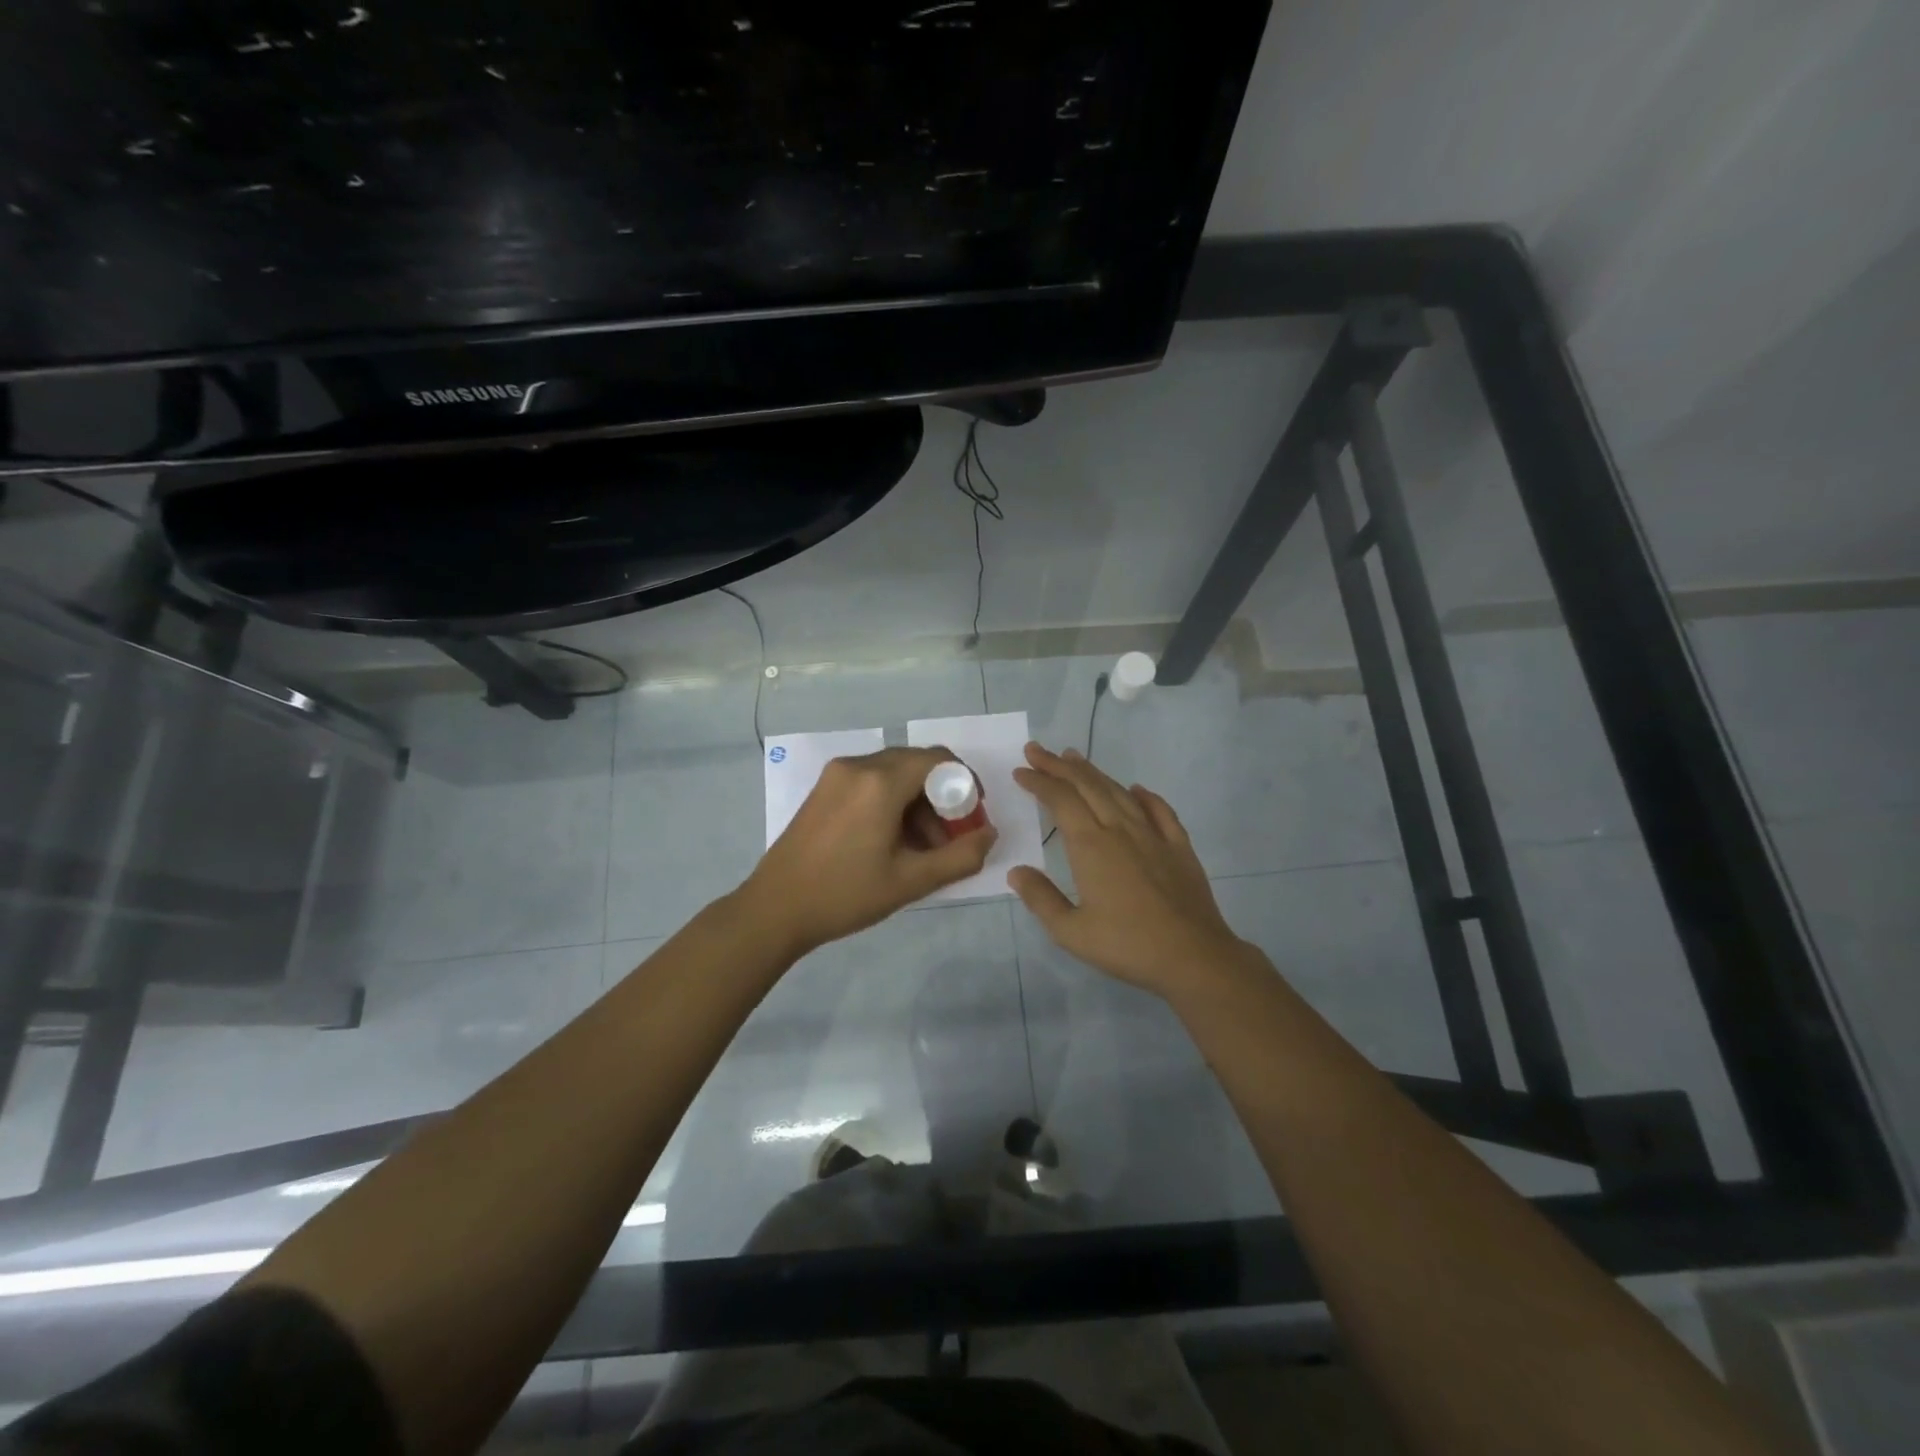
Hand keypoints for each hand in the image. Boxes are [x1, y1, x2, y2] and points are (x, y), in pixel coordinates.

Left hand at [739, 746, 995, 956]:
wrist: (775, 909)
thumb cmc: (845, 894)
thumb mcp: (911, 881)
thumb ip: (960, 856)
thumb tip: (989, 834)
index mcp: (880, 782)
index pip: (938, 759)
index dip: (965, 781)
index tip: (973, 814)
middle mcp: (858, 766)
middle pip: (916, 763)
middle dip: (941, 795)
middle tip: (949, 836)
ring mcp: (836, 775)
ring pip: (893, 772)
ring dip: (917, 801)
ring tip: (922, 848)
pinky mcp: (824, 788)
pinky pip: (871, 781)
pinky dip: (892, 801)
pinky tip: (892, 840)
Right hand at [1009, 742, 1254, 996]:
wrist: (1193, 956)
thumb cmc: (1128, 945)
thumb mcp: (1071, 932)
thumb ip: (1041, 899)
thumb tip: (1016, 871)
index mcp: (1091, 846)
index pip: (1060, 800)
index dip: (1039, 782)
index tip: (1021, 771)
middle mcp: (1120, 830)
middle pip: (1087, 786)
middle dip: (1058, 766)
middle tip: (1037, 750)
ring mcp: (1153, 835)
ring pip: (1119, 792)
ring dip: (1094, 772)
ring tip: (1074, 758)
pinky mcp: (1179, 846)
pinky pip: (1160, 810)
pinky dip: (1144, 796)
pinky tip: (1137, 789)